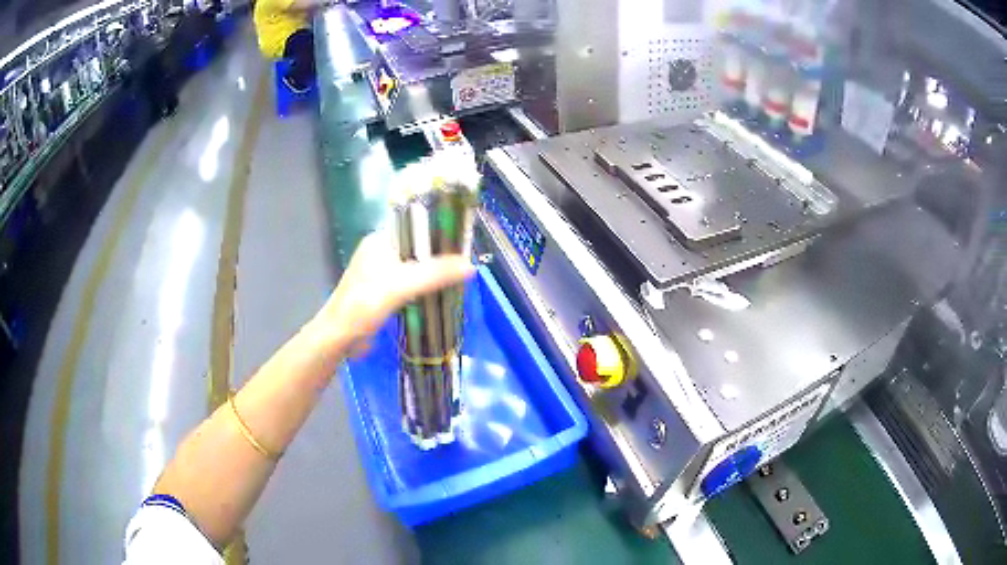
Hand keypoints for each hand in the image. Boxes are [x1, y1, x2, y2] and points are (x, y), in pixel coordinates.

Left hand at [309, 231, 474, 356]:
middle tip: (464, 264)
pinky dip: (424, 288)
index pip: (415, 227)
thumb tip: (471, 265)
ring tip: (458, 278)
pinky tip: (439, 295)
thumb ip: (435, 274)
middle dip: (439, 256)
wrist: (339, 338)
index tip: (462, 242)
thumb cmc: (364, 305)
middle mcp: (380, 252)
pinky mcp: (383, 293)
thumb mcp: (402, 286)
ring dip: (432, 274)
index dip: (439, 231)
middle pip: (417, 248)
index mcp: (380, 240)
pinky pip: (409, 284)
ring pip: (414, 267)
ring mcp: (381, 273)